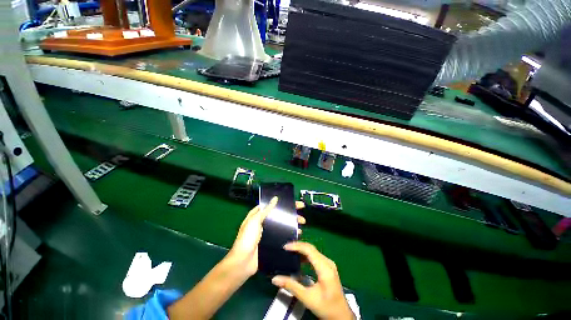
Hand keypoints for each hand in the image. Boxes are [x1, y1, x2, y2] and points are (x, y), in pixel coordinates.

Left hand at [227, 197, 305, 277]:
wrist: (243, 262)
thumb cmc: (247, 238)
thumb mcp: (255, 221)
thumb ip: (266, 210)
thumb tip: (275, 198)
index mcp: (258, 215)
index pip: (273, 206)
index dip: (283, 203)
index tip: (293, 202)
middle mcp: (264, 223)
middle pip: (280, 215)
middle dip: (291, 213)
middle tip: (301, 211)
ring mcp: (269, 233)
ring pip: (283, 225)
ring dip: (292, 223)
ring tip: (302, 224)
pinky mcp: (272, 242)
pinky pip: (283, 235)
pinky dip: (290, 234)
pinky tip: (297, 234)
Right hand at [271, 242, 354, 319]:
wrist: (341, 316)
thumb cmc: (326, 307)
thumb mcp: (307, 298)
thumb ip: (291, 286)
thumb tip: (275, 279)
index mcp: (325, 267)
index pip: (309, 250)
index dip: (297, 246)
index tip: (285, 247)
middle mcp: (328, 262)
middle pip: (311, 248)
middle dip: (298, 246)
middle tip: (285, 248)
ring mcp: (328, 264)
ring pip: (313, 251)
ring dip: (301, 251)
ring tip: (290, 252)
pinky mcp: (327, 267)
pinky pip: (315, 257)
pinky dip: (306, 256)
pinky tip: (298, 260)